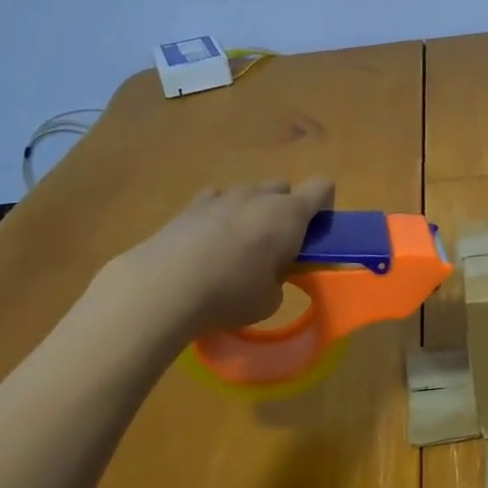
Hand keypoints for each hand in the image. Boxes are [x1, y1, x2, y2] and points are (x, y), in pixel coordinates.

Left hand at [104, 178, 335, 338]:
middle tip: (275, 247)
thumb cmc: (229, 294)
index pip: (322, 187)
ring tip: (236, 249)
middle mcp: (259, 196)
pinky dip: (219, 216)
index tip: (314, 234)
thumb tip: (269, 275)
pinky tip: (206, 245)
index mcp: (289, 214)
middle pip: (283, 188)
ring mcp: (222, 196)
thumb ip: (279, 280)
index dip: (324, 206)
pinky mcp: (191, 205)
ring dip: (251, 213)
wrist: (163, 287)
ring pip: (249, 194)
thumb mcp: (269, 301)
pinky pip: (216, 201)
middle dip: (285, 211)